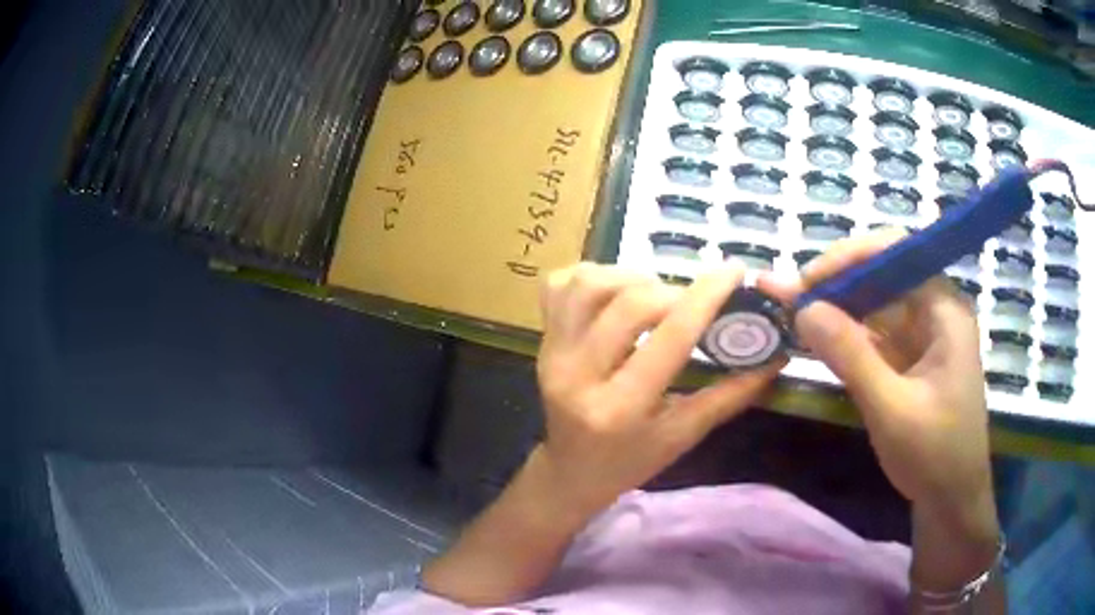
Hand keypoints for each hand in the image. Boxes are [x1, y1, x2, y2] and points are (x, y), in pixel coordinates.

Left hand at [535, 262, 784, 517]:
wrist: (570, 471)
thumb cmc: (630, 461)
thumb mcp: (683, 436)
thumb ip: (729, 396)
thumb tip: (775, 359)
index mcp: (619, 409)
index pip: (669, 338)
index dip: (705, 297)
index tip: (733, 272)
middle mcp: (577, 375)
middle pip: (629, 304)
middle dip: (672, 292)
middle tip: (691, 303)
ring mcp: (551, 353)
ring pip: (588, 284)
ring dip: (631, 277)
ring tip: (654, 296)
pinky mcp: (541, 340)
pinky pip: (558, 285)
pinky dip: (591, 275)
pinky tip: (615, 292)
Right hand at [759, 230, 995, 522]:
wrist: (950, 500)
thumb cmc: (934, 455)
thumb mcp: (891, 409)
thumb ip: (850, 356)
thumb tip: (803, 308)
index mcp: (944, 309)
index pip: (896, 253)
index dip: (850, 257)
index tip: (808, 281)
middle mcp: (934, 311)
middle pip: (882, 275)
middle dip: (834, 282)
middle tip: (786, 295)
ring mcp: (922, 335)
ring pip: (874, 305)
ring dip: (834, 307)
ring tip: (788, 307)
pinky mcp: (909, 359)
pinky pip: (873, 335)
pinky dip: (844, 335)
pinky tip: (814, 334)